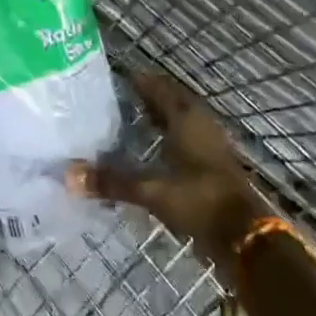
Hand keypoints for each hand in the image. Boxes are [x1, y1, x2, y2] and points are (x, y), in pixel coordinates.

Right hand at [69, 70, 269, 279]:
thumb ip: (112, 182)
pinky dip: (168, 136)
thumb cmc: (200, 201)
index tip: (113, 76)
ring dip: (159, 116)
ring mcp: (210, 144)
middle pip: (170, 100)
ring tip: (130, 119)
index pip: (157, 86)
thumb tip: (68, 175)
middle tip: (117, 96)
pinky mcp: (214, 165)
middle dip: (146, 95)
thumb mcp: (152, 192)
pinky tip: (153, 149)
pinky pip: (186, 138)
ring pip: (180, 119)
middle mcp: (199, 122)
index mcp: (185, 117)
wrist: (247, 239)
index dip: (137, 79)